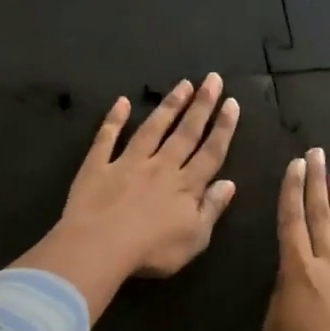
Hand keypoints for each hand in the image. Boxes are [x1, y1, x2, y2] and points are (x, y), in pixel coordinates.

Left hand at [14, 74, 240, 319]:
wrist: (100, 247)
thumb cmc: (152, 251)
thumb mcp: (194, 238)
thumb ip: (212, 209)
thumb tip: (229, 183)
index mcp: (186, 187)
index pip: (210, 152)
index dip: (223, 128)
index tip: (231, 103)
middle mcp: (161, 167)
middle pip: (185, 133)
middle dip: (202, 105)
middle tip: (213, 79)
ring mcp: (127, 163)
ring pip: (152, 129)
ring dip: (169, 106)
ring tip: (182, 84)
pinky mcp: (98, 166)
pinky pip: (107, 138)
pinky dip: (114, 119)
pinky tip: (121, 102)